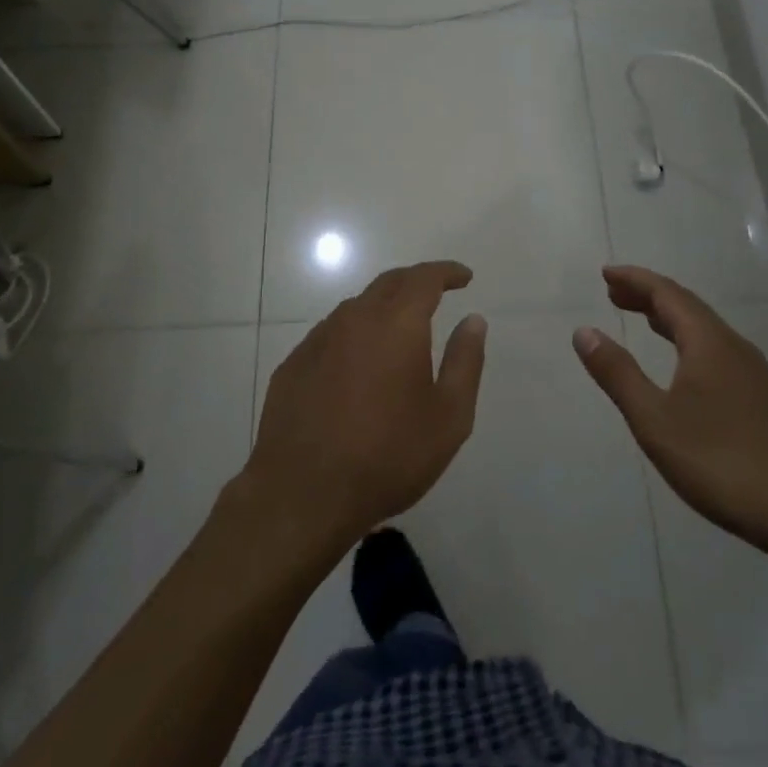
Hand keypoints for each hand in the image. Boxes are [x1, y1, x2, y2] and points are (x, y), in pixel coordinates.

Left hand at [242, 261, 485, 552]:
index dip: (447, 272)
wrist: (302, 495)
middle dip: (416, 281)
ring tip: (399, 328)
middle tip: (437, 292)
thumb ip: (465, 361)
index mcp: (397, 324)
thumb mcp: (449, 418)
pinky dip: (354, 334)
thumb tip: (473, 320)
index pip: (424, 278)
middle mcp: (354, 319)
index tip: (464, 277)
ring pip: (356, 307)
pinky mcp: (293, 365)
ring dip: (383, 307)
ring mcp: (318, 340)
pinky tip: (358, 362)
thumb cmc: (387, 456)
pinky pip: (331, 334)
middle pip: (388, 283)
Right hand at [573, 264, 767, 563]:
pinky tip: (686, 370)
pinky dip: (690, 344)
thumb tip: (584, 331)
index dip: (635, 280)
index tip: (606, 272)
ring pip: (707, 332)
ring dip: (671, 320)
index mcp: (709, 343)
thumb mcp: (655, 420)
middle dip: (650, 296)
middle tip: (615, 293)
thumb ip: (618, 374)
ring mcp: (756, 376)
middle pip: (688, 308)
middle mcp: (735, 348)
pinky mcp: (765, 402)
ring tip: (644, 320)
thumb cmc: (721, 462)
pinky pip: (719, 354)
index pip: (667, 294)